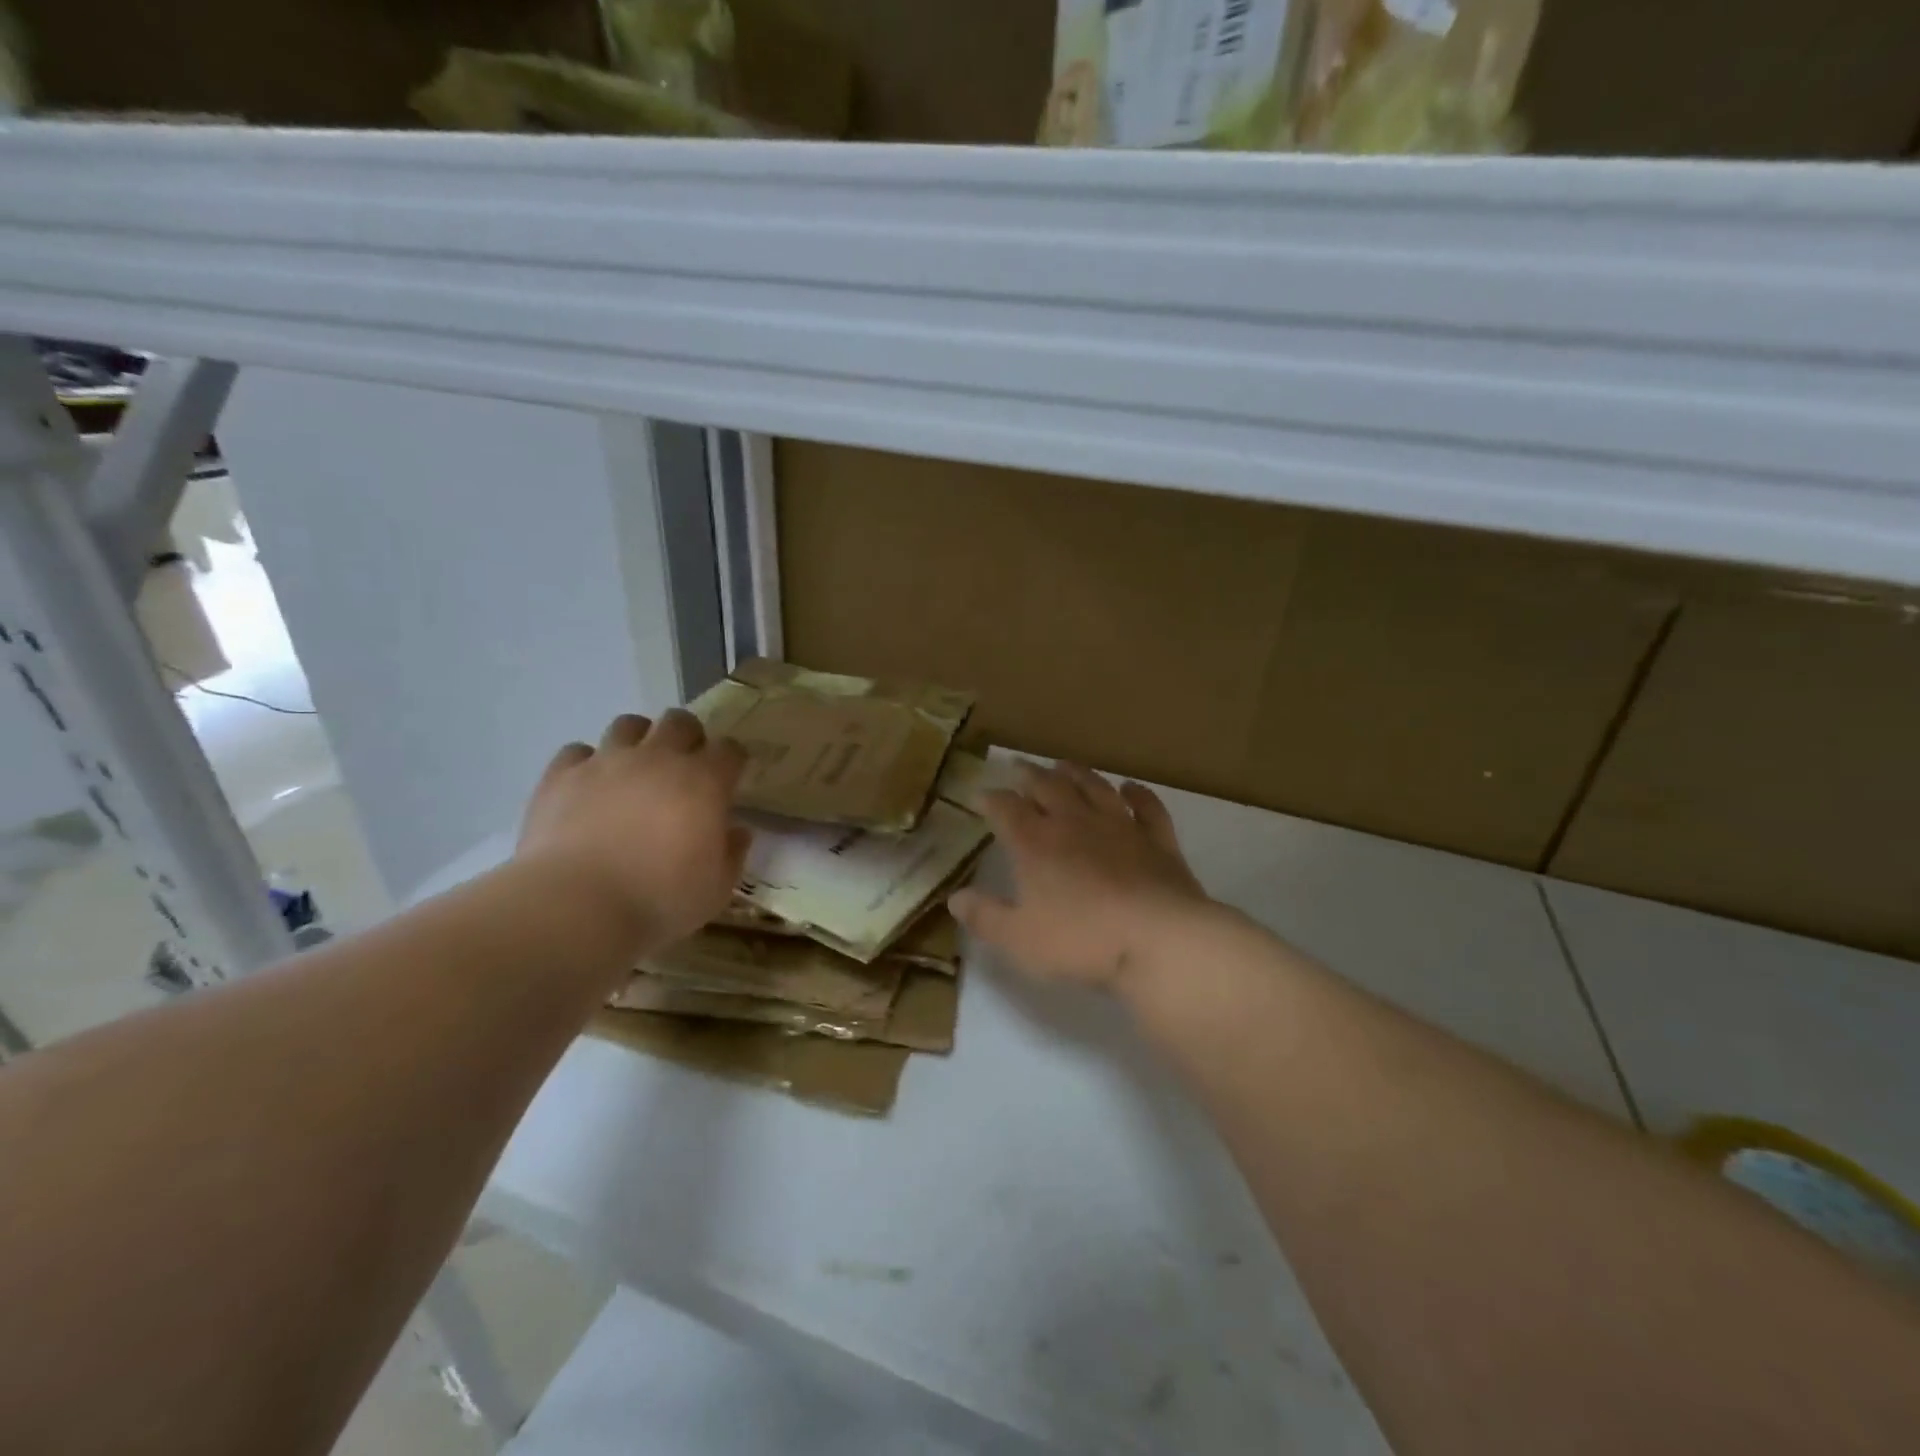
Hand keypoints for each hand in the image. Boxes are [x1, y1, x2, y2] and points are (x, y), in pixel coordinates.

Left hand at [516, 710, 749, 952]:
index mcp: (704, 782)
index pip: (730, 750)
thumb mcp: (717, 889)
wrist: (575, 907)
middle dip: (688, 738)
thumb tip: (736, 831)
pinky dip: (587, 764)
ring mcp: (607, 762)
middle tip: (684, 767)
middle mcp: (658, 758)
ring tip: (635, 769)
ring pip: (629, 725)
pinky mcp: (562, 775)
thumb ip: (732, 853)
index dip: (733, 761)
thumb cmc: (659, 901)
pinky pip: (578, 751)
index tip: (730, 779)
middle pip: (680, 722)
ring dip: (638, 741)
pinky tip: (588, 787)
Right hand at [951, 762, 1215, 991]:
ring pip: (1094, 787)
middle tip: (1018, 766)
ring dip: (1076, 774)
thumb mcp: (1019, 939)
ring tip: (1063, 765)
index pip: (1006, 809)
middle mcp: (1075, 823)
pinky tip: (1130, 788)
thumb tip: (954, 898)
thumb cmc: (1080, 941)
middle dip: (1028, 775)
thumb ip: (985, 917)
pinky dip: (1138, 794)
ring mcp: (1120, 827)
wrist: (1157, 941)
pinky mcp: (1157, 839)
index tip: (980, 794)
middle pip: (1047, 787)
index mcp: (1036, 843)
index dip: (990, 799)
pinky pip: (1146, 807)